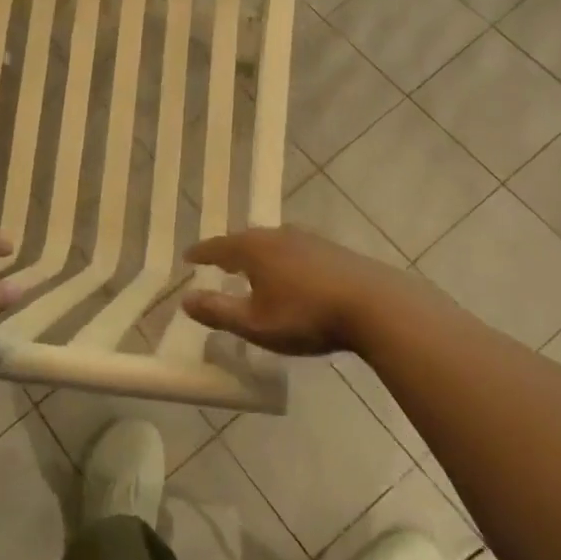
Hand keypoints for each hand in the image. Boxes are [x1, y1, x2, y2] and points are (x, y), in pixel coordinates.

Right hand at [180, 227, 419, 355]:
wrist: (375, 306)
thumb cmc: (306, 315)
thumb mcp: (255, 323)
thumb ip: (218, 311)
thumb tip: (184, 300)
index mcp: (254, 249)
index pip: (218, 247)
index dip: (202, 253)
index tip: (188, 256)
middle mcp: (278, 236)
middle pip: (246, 240)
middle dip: (230, 251)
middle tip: (219, 262)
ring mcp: (309, 240)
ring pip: (274, 243)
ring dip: (259, 254)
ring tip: (253, 268)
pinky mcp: (334, 251)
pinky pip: (296, 251)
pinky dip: (283, 260)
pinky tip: (292, 274)